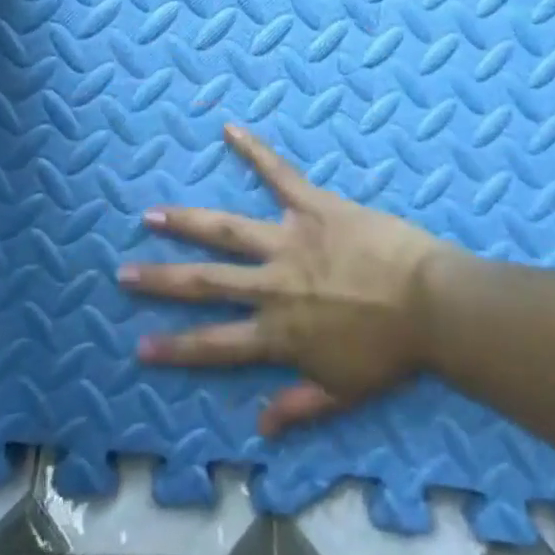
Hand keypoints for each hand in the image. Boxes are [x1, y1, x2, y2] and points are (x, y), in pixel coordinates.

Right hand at [120, 123, 460, 434]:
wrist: (430, 303)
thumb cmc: (390, 351)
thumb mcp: (344, 391)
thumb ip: (299, 404)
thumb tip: (259, 425)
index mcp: (278, 332)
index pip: (215, 344)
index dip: (175, 346)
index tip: (140, 345)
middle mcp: (272, 284)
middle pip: (207, 282)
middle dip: (162, 279)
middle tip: (124, 271)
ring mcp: (289, 240)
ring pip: (227, 229)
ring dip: (188, 221)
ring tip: (153, 214)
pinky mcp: (313, 206)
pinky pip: (279, 174)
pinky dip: (254, 151)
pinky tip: (229, 129)